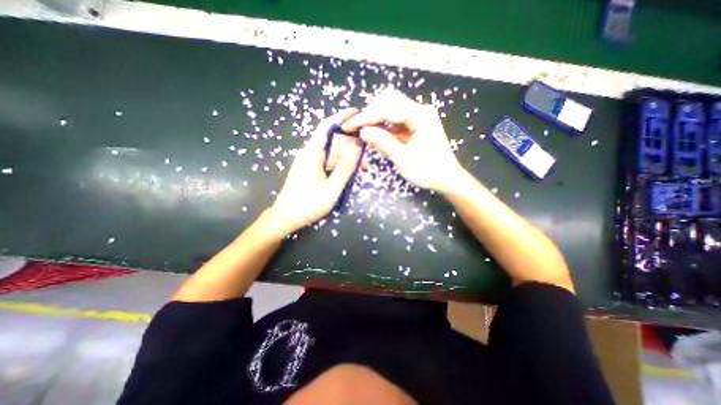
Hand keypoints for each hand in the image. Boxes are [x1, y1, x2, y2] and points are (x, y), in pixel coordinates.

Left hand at [267, 109, 362, 234]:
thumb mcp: (332, 188)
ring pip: (333, 155)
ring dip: (349, 159)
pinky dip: (341, 167)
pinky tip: (351, 174)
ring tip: (365, 169)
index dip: (341, 117)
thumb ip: (346, 168)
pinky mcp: (312, 172)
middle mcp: (310, 154)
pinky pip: (329, 164)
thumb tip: (358, 147)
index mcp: (312, 153)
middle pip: (333, 142)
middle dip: (352, 145)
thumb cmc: (308, 204)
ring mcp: (310, 163)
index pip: (326, 127)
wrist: (286, 218)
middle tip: (369, 154)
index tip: (356, 112)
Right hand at [342, 89, 464, 192]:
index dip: (366, 117)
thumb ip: (383, 143)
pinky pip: (393, 123)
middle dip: (370, 114)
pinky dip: (381, 128)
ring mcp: (416, 118)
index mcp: (421, 116)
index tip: (350, 126)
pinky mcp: (413, 127)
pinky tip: (371, 138)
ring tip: (359, 133)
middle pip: (388, 102)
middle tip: (355, 128)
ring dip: (374, 121)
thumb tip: (362, 131)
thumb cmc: (428, 171)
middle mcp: (419, 111)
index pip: (388, 108)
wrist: (446, 178)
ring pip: (389, 111)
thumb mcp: (404, 159)